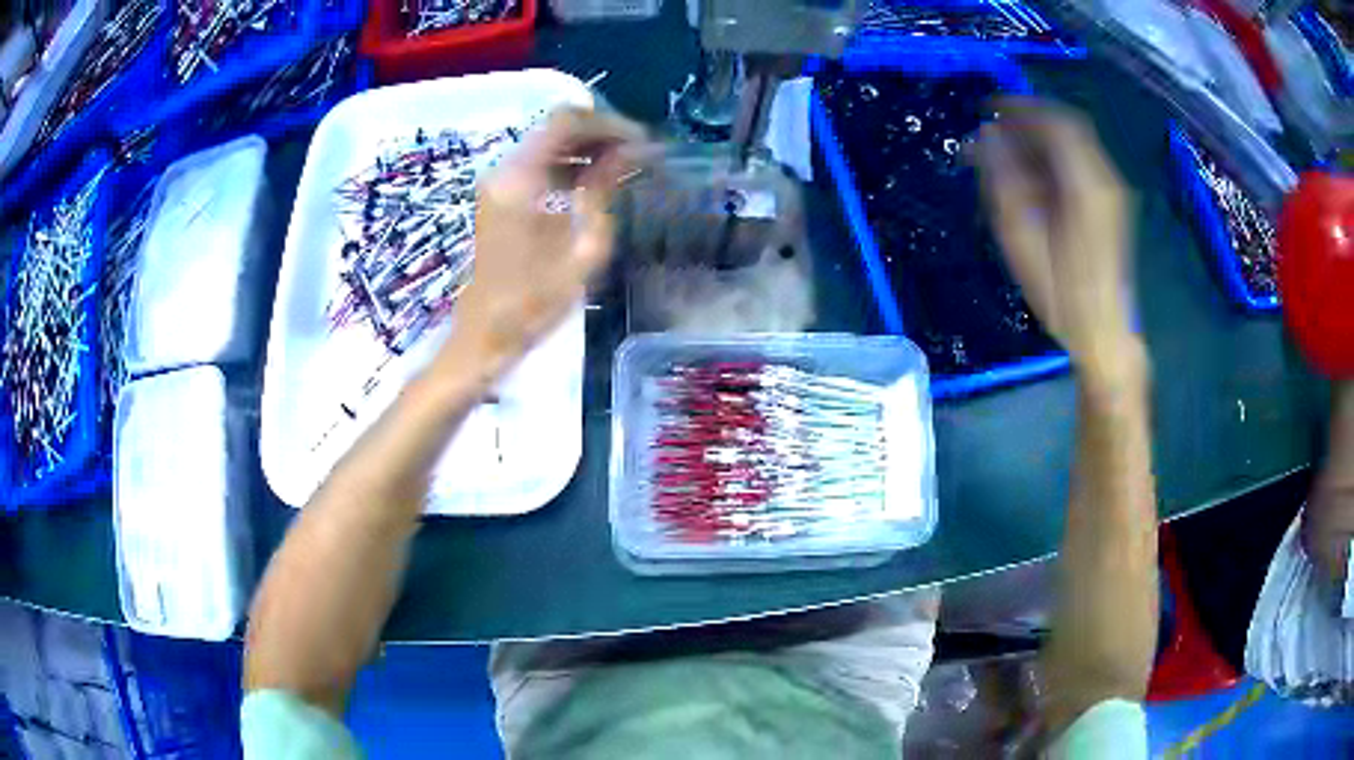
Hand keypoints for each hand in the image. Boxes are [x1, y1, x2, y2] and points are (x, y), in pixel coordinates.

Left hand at [435, 107, 645, 380]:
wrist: (484, 334)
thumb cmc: (533, 303)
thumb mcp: (582, 249)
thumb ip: (603, 191)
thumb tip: (630, 152)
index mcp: (519, 179)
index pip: (566, 122)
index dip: (609, 124)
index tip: (643, 142)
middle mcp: (503, 169)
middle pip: (556, 126)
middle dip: (602, 133)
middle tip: (640, 154)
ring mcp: (498, 181)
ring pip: (549, 142)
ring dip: (588, 147)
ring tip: (627, 167)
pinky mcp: (500, 195)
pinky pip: (540, 163)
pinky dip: (570, 164)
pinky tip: (597, 182)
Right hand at [974, 99, 1140, 387]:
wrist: (1104, 333)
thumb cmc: (1061, 294)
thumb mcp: (1022, 238)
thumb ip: (1004, 180)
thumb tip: (987, 137)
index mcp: (1085, 184)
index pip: (1054, 122)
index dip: (1019, 106)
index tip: (987, 107)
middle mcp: (1104, 179)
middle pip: (1066, 126)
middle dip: (1028, 120)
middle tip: (994, 128)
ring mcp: (1112, 191)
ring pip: (1074, 142)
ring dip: (1039, 138)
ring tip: (1006, 153)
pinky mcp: (1110, 203)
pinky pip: (1080, 162)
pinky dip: (1053, 156)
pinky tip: (1032, 175)